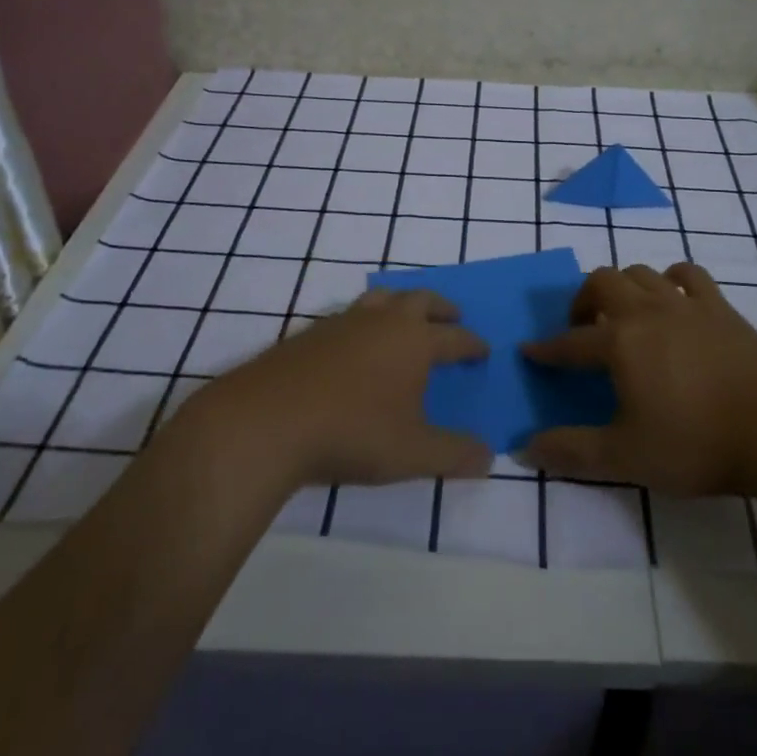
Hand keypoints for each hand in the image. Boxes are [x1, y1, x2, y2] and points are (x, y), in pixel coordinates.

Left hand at [186, 290, 492, 488]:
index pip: (454, 337)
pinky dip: (364, 321)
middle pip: (420, 299)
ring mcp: (343, 322)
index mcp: (414, 341)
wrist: (267, 421)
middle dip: (441, 307)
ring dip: (401, 304)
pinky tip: (355, 344)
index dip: (472, 344)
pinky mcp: (310, 333)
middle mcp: (382, 321)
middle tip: (452, 317)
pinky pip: (349, 315)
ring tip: (405, 318)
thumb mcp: (412, 453)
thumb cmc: (351, 433)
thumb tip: (489, 457)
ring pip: (381, 298)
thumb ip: (454, 454)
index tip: (483, 349)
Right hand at [521, 263, 756, 496]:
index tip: (530, 351)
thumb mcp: (626, 457)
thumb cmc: (696, 443)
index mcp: (620, 342)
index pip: (571, 343)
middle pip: (602, 283)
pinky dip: (672, 279)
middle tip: (582, 329)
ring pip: (641, 273)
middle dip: (582, 300)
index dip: (547, 349)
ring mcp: (686, 303)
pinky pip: (688, 274)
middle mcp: (647, 310)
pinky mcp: (721, 307)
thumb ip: (573, 451)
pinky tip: (672, 298)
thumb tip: (525, 448)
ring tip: (624, 315)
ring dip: (623, 287)